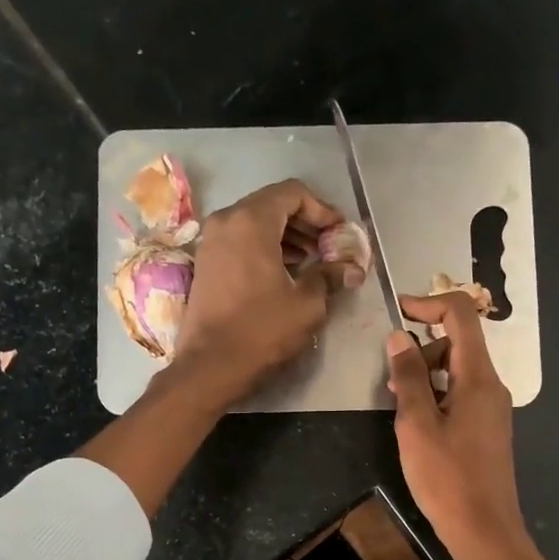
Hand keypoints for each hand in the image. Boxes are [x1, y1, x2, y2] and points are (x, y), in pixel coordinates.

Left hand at [173, 179, 362, 406]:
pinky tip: (285, 272)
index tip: (340, 233)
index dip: (322, 210)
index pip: (293, 193)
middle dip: (305, 223)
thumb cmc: (262, 330)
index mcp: (252, 221)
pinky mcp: (206, 264)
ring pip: (255, 223)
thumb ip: (330, 276)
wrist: (210, 366)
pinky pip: (241, 241)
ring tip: (313, 261)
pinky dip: (265, 248)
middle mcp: (227, 221)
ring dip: (287, 236)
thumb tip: (352, 268)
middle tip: (330, 247)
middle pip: (273, 205)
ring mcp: (211, 242)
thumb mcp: (306, 304)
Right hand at [387, 292, 535, 559]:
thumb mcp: (417, 424)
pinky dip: (436, 395)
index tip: (396, 313)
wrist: (484, 530)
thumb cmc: (446, 478)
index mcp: (478, 377)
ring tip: (398, 406)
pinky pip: (460, 395)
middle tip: (390, 378)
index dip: (428, 304)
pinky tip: (416, 424)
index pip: (460, 315)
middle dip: (421, 347)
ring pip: (456, 371)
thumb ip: (408, 377)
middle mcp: (491, 386)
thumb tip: (398, 337)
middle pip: (458, 342)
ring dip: (425, 374)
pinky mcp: (486, 429)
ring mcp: (491, 408)